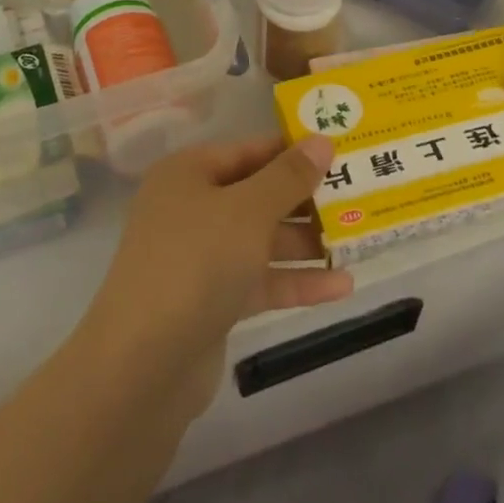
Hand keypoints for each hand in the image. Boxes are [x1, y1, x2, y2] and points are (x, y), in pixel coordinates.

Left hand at [75, 136, 353, 418]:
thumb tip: (322, 140)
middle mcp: (191, 207)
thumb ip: (288, 176)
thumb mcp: (249, 210)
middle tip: (357, 196)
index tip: (339, 152)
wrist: (144, 362)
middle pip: (256, 194)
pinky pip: (259, 280)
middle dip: (305, 200)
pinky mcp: (211, 300)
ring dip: (306, 243)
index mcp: (188, 172)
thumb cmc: (197, 261)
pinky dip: (295, 281)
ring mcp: (199, 256)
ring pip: (261, 239)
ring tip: (358, 240)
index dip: (292, 150)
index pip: (248, 150)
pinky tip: (343, 286)